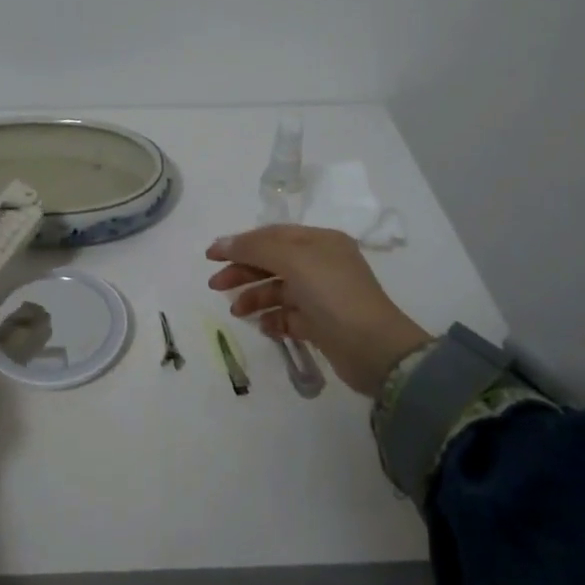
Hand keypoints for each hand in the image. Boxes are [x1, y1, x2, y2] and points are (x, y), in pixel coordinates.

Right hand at [207, 226, 429, 397]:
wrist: (374, 349)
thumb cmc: (333, 294)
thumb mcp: (293, 260)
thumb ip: (255, 248)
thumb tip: (222, 243)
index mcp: (319, 242)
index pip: (272, 235)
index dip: (240, 243)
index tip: (210, 256)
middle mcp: (321, 264)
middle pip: (272, 262)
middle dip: (243, 272)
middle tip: (215, 285)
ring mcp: (322, 295)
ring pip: (279, 290)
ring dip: (255, 298)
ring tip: (237, 312)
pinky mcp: (322, 325)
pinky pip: (289, 316)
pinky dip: (273, 320)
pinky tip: (263, 327)